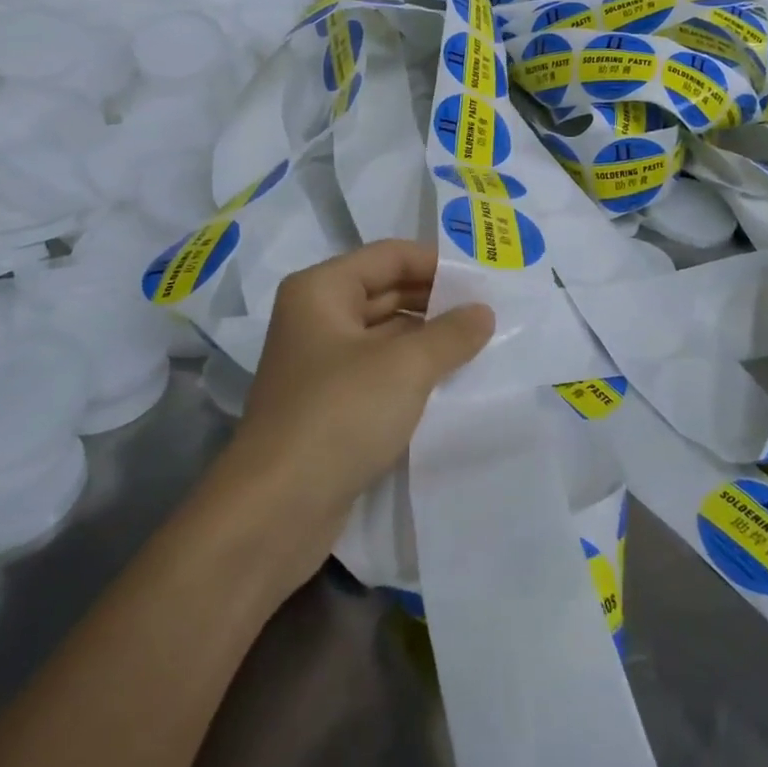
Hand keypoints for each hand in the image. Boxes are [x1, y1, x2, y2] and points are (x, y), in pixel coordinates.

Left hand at [218, 240, 494, 590]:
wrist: (275, 511)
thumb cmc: (339, 415)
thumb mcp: (405, 367)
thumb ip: (450, 333)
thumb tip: (484, 311)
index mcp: (321, 289)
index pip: (389, 255)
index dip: (438, 263)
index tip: (485, 279)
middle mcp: (316, 317)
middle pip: (387, 291)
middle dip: (438, 301)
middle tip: (492, 312)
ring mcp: (321, 364)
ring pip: (385, 335)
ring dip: (429, 339)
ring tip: (482, 345)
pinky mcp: (329, 405)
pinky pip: (380, 372)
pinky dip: (413, 372)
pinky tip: (453, 382)